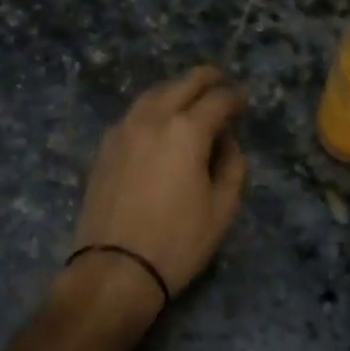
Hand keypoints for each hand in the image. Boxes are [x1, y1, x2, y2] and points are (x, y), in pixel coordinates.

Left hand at [71, 67, 247, 306]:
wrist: (114, 271)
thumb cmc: (177, 242)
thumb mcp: (222, 210)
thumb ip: (233, 166)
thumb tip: (226, 142)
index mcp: (187, 130)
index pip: (218, 99)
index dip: (235, 99)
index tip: (243, 105)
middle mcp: (153, 118)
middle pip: (183, 83)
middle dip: (207, 79)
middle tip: (221, 83)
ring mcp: (124, 129)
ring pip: (154, 92)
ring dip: (176, 89)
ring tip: (190, 98)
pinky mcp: (105, 146)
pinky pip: (134, 113)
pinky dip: (152, 107)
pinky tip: (159, 123)